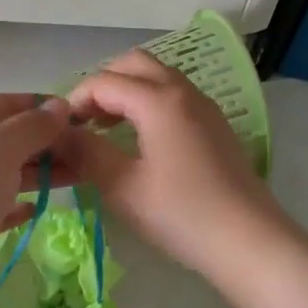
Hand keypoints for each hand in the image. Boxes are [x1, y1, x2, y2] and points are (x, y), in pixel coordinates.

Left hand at [0, 93, 73, 246]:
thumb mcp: (0, 146)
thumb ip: (32, 126)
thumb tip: (59, 105)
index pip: (7, 103)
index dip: (42, 107)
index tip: (78, 119)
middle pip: (5, 138)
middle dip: (44, 143)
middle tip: (84, 155)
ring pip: (0, 172)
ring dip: (35, 173)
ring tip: (72, 180)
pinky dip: (11, 204)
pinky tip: (31, 210)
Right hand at [63, 51, 287, 277]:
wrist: (249, 242)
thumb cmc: (181, 214)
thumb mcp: (122, 187)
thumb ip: (86, 153)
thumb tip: (58, 135)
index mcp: (159, 100)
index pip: (104, 82)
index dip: (74, 101)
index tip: (58, 132)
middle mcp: (184, 92)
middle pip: (134, 64)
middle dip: (102, 85)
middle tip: (83, 121)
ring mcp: (204, 107)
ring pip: (157, 78)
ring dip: (126, 93)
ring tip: (106, 130)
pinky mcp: (216, 126)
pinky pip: (175, 97)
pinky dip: (149, 104)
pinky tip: (140, 142)